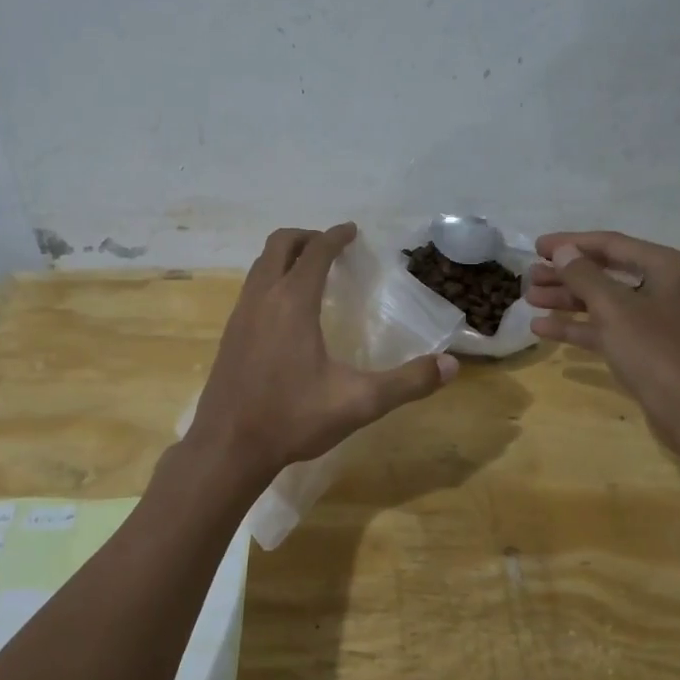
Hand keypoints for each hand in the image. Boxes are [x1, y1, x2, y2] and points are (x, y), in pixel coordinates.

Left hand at [189, 224, 458, 479]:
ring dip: (285, 258)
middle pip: (279, 245)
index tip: (352, 231)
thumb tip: (451, 365)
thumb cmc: (293, 418)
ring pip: (260, 266)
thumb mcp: (358, 402)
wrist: (227, 447)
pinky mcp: (228, 335)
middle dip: (307, 237)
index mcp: (292, 302)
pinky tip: (286, 313)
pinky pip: (251, 289)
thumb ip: (407, 383)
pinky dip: (270, 280)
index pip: (316, 252)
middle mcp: (262, 298)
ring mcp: (239, 315)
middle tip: (332, 248)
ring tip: (311, 273)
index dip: (336, 236)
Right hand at [526, 230, 679, 448]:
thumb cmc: (658, 352)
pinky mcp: (649, 348)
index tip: (536, 247)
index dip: (571, 243)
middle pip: (607, 272)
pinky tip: (543, 329)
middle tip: (530, 277)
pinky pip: (609, 329)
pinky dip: (579, 327)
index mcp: (669, 267)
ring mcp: (659, 320)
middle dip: (566, 275)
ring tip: (530, 299)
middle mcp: (667, 287)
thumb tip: (562, 251)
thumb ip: (585, 276)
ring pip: (605, 302)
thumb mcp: (615, 309)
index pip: (613, 243)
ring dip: (567, 300)